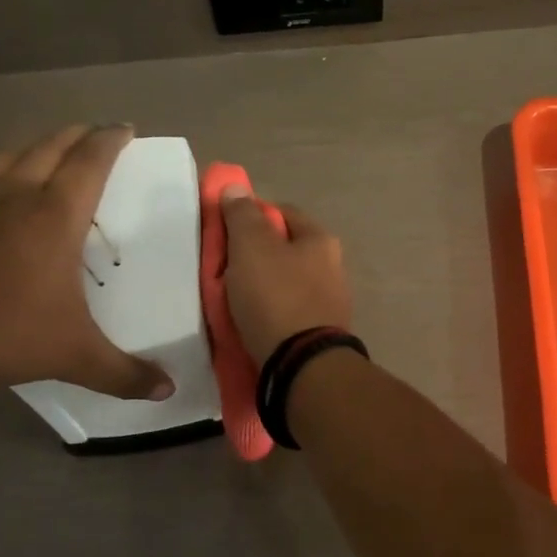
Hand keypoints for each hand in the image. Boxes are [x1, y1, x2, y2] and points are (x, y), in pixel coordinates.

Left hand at [0, 125, 172, 398]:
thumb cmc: (5, 329)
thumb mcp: (73, 355)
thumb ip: (123, 372)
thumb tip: (167, 391)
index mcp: (57, 213)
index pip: (92, 159)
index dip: (111, 139)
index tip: (125, 129)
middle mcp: (18, 191)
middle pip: (53, 145)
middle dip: (79, 134)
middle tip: (95, 135)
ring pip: (12, 152)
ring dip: (37, 144)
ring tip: (49, 150)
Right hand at [219, 186, 353, 365]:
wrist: (302, 367)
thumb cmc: (276, 297)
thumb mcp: (252, 248)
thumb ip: (242, 216)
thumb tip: (236, 188)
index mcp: (321, 240)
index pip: (282, 213)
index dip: (251, 216)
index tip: (225, 233)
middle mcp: (333, 267)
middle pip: (283, 250)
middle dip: (253, 256)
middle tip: (223, 269)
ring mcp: (330, 303)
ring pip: (284, 283)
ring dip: (259, 288)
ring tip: (230, 300)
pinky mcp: (319, 333)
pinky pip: (286, 313)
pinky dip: (267, 314)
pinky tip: (248, 324)